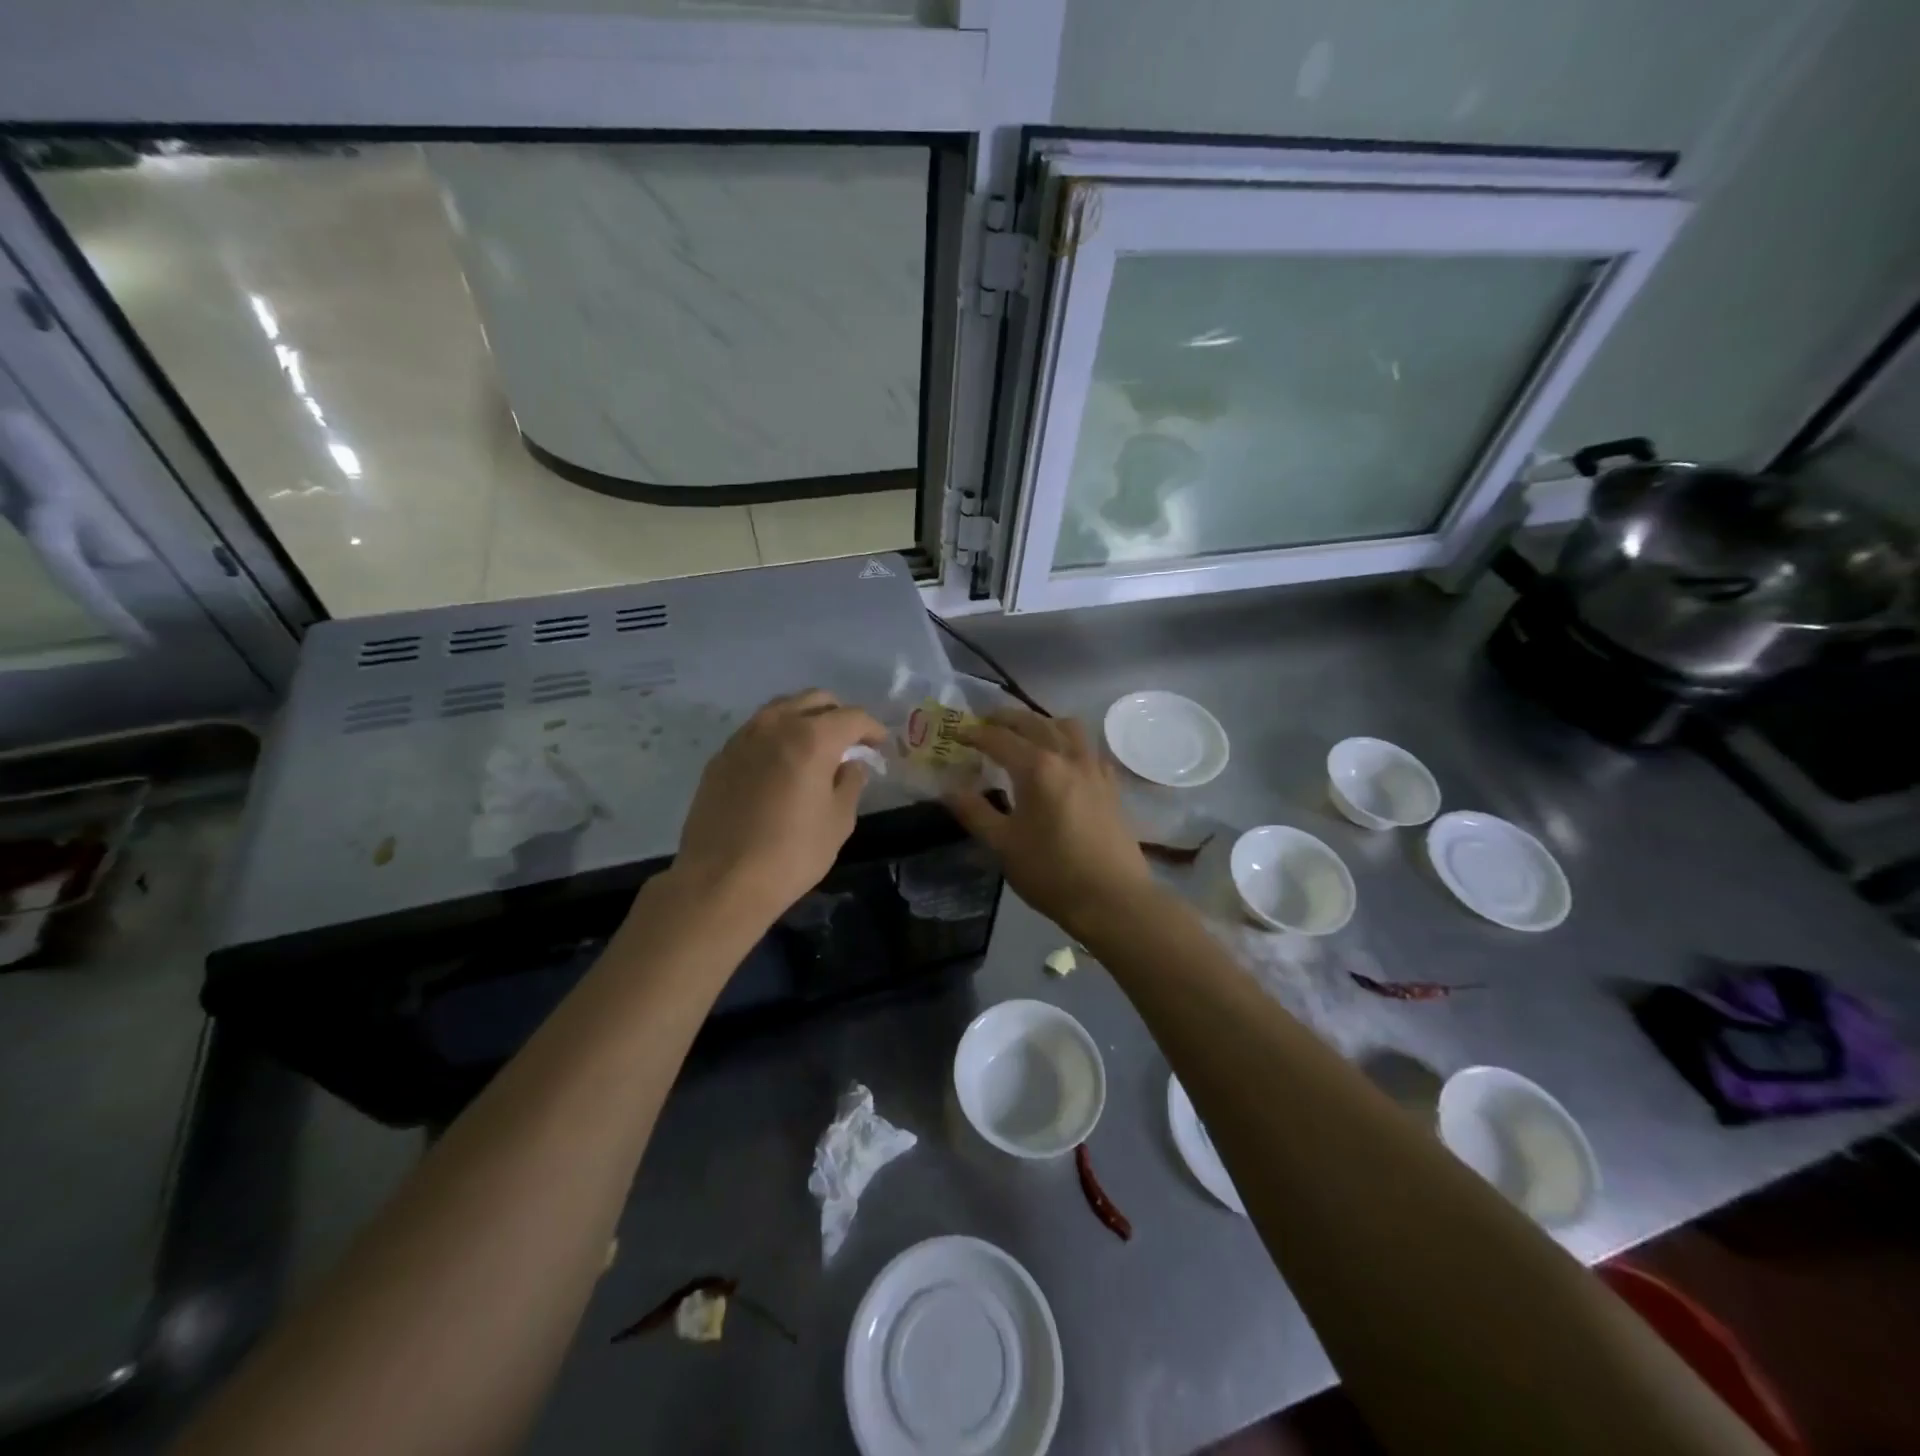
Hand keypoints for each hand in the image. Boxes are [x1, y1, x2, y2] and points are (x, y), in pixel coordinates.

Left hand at [669, 690, 884, 925]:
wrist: (721, 880)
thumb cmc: (792, 853)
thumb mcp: (838, 821)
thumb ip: (851, 783)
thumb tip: (850, 764)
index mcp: (812, 738)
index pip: (852, 717)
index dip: (872, 728)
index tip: (879, 745)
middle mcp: (776, 725)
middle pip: (814, 700)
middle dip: (838, 715)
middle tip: (850, 741)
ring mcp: (743, 738)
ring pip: (781, 709)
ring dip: (804, 719)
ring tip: (815, 747)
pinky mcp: (720, 757)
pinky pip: (756, 731)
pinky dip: (776, 736)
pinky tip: (781, 764)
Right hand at [944, 710, 1152, 937]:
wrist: (1112, 899)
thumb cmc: (1051, 873)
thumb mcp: (1003, 845)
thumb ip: (975, 812)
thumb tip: (948, 790)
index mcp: (1038, 768)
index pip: (999, 738)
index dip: (975, 733)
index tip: (956, 734)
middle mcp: (1068, 757)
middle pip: (1034, 722)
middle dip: (1006, 718)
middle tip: (985, 723)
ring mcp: (1094, 768)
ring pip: (1068, 727)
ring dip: (1043, 722)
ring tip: (1026, 734)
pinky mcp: (1111, 784)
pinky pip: (1089, 748)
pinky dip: (1070, 742)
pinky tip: (1063, 760)